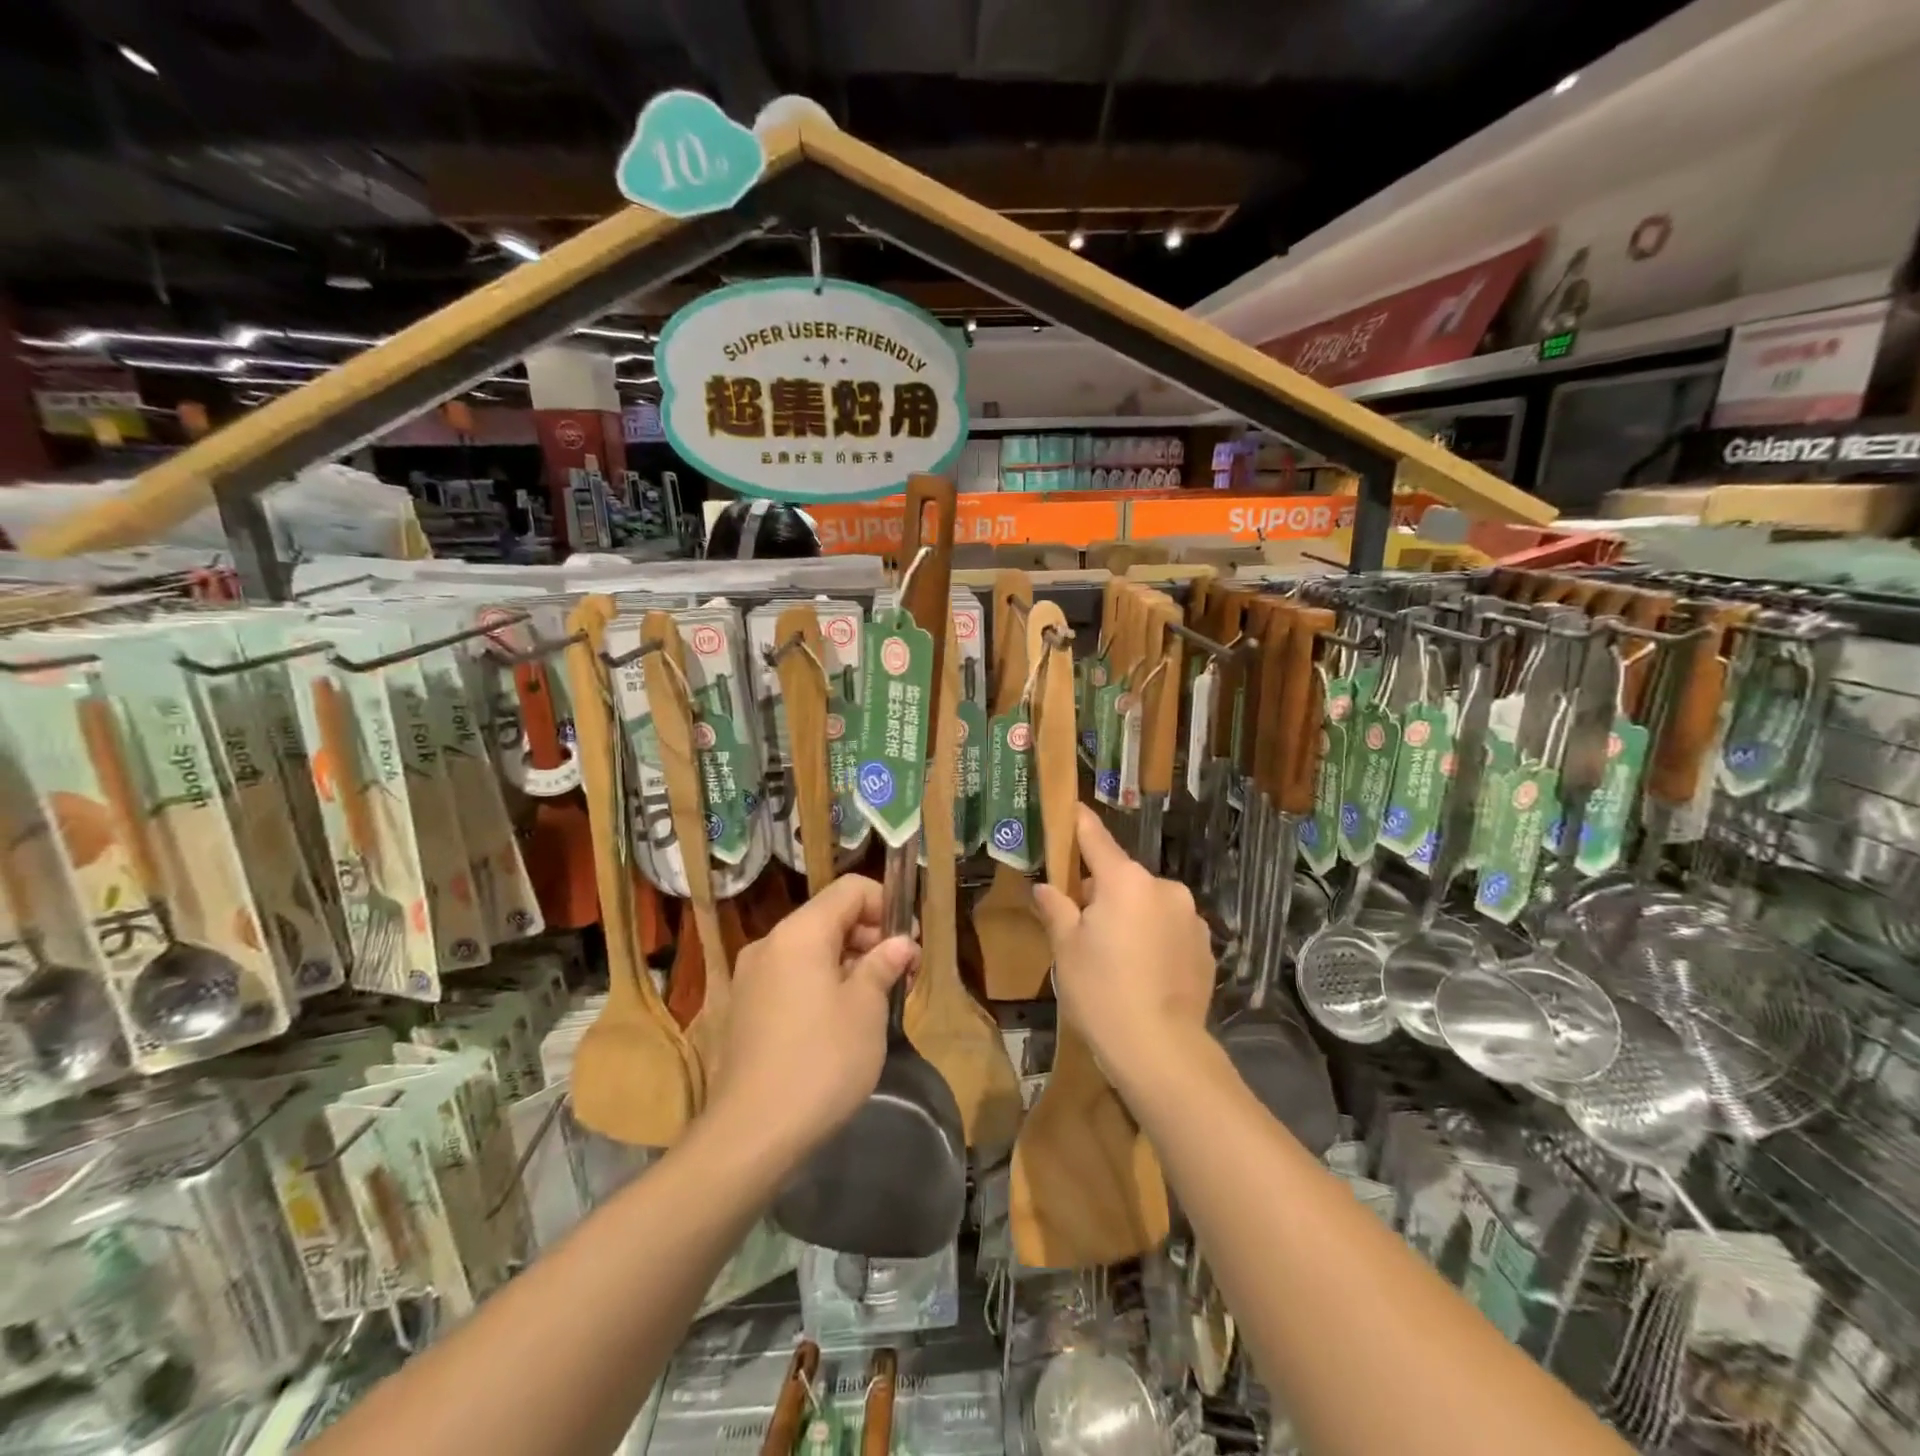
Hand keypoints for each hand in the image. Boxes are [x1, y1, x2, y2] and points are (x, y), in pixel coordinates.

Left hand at [711, 875, 917, 1153]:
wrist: (751, 1135)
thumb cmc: (821, 1062)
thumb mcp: (866, 1010)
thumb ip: (883, 965)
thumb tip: (900, 943)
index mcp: (799, 933)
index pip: (850, 890)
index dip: (886, 905)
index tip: (908, 943)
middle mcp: (769, 944)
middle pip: (828, 917)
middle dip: (869, 936)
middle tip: (900, 974)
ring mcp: (750, 977)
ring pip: (810, 949)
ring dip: (847, 962)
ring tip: (875, 1001)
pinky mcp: (744, 1009)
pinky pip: (791, 977)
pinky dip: (820, 983)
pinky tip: (839, 1021)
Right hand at [1033, 806, 1213, 1075]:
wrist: (1162, 1052)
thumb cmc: (1102, 993)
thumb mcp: (1066, 950)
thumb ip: (1056, 909)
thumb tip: (1046, 888)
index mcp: (1125, 881)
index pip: (1096, 838)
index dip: (1079, 822)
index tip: (1071, 807)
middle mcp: (1163, 888)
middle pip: (1122, 877)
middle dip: (1101, 891)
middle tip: (1081, 926)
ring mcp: (1190, 917)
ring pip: (1148, 903)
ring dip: (1131, 915)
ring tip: (1116, 957)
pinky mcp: (1205, 946)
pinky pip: (1170, 928)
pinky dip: (1155, 938)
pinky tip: (1144, 972)